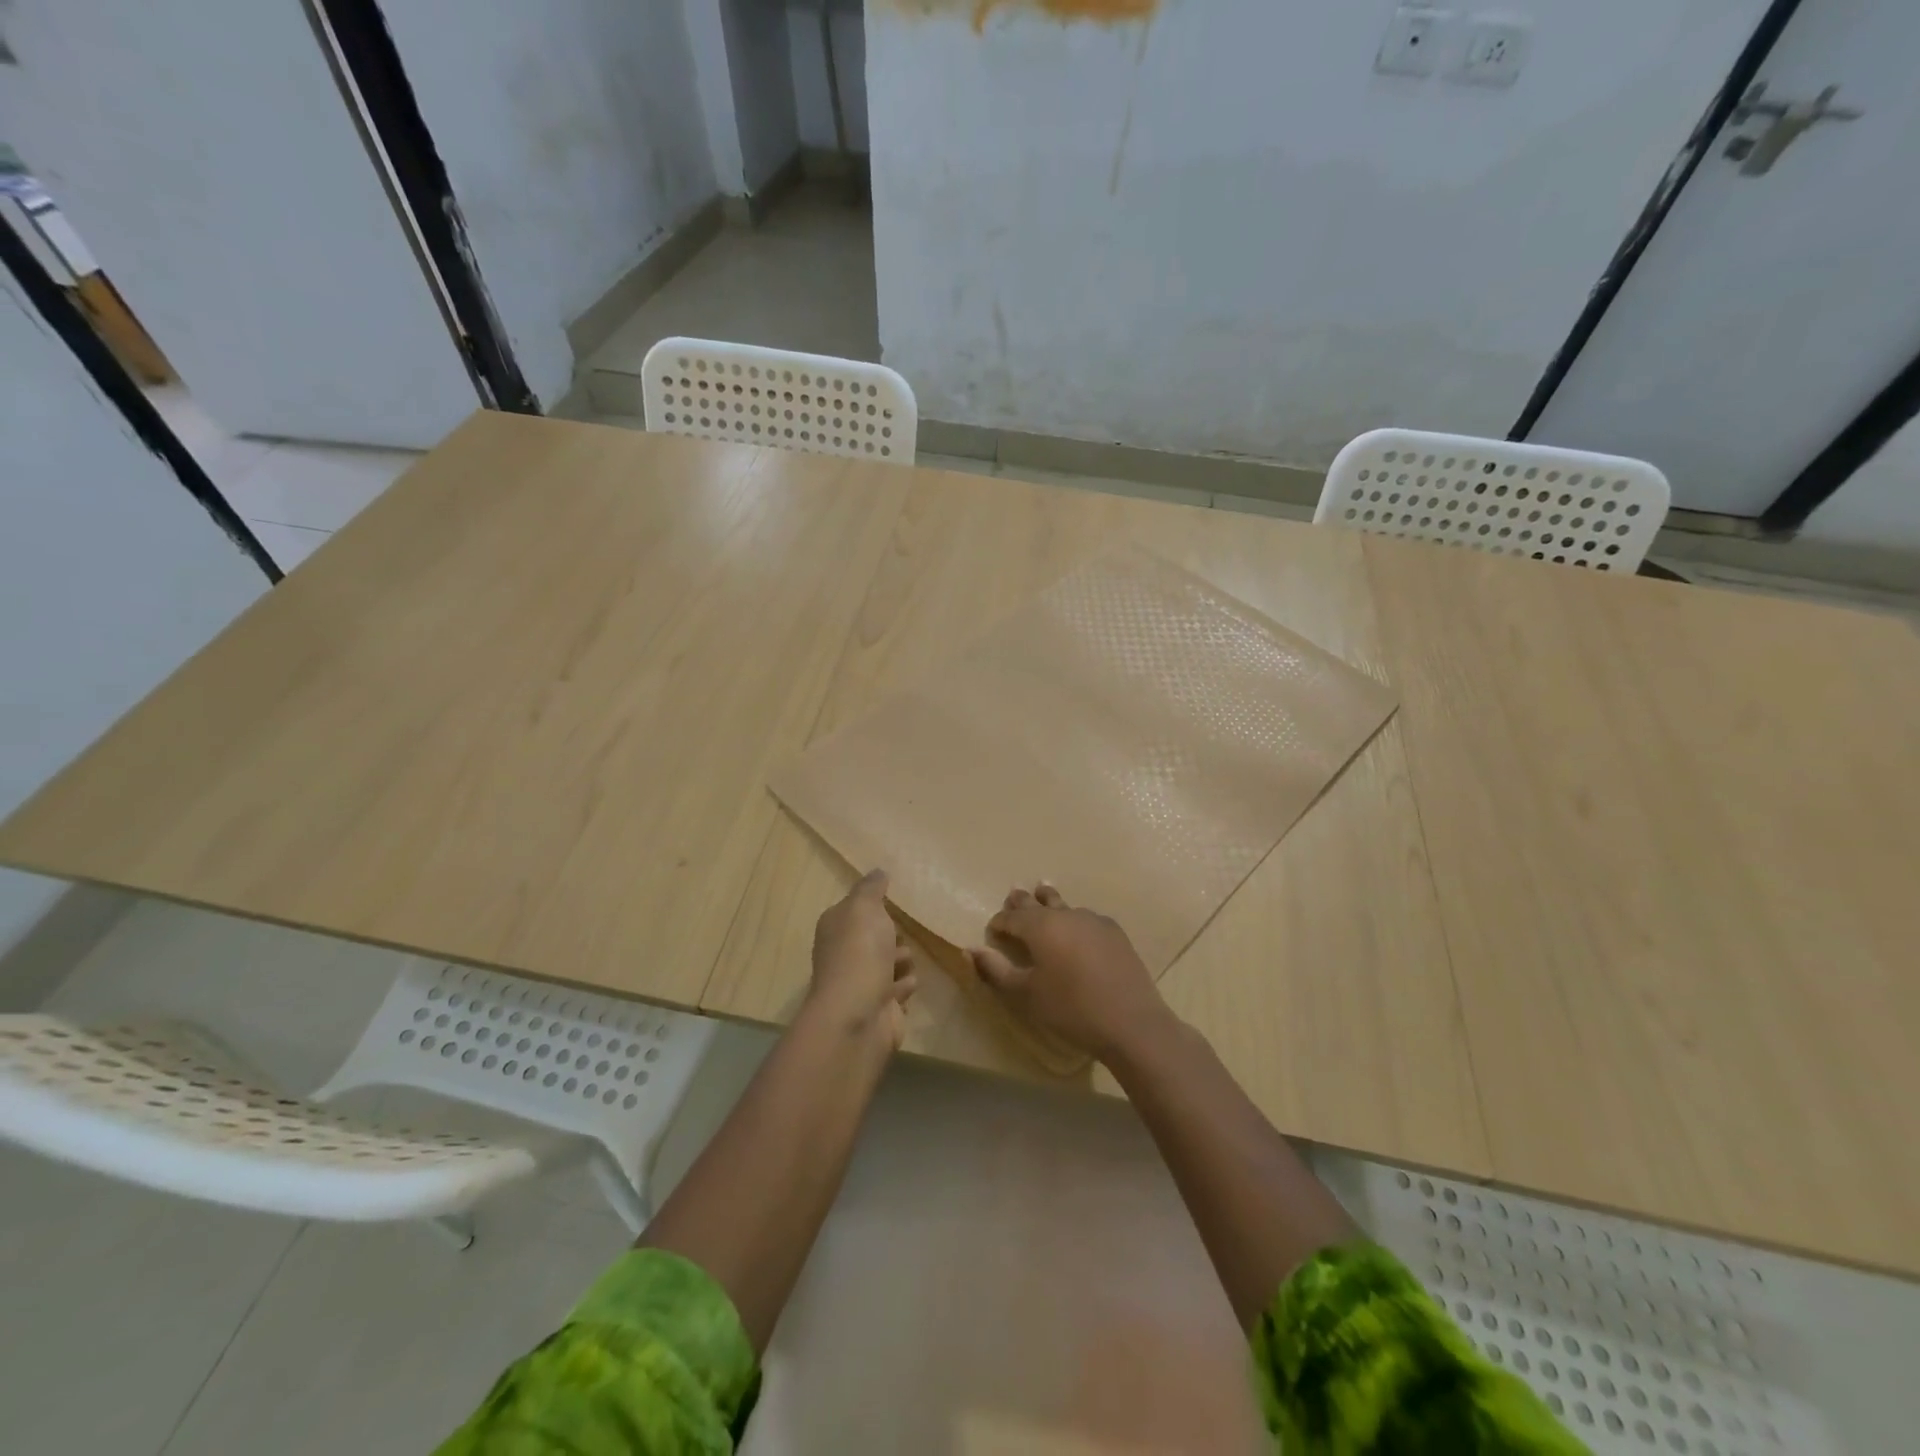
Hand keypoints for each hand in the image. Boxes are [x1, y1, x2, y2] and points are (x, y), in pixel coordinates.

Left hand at [808, 869, 916, 1049]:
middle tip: (902, 935)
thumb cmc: (860, 953)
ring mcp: (861, 983)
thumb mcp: (864, 908)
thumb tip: (878, 871)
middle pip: (873, 938)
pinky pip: (898, 989)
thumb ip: (871, 888)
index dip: (873, 907)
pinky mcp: (879, 1007)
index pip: (855, 911)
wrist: (858, 1015)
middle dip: (891, 935)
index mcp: (836, 928)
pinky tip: (908, 984)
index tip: (893, 903)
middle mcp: (844, 954)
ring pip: (888, 964)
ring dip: (901, 961)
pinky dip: (904, 985)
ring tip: (905, 962)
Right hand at [969, 884, 1175, 1063]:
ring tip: (1043, 896)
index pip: (1011, 917)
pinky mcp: (1114, 932)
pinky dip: (1074, 919)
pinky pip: (1086, 918)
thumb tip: (971, 950)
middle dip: (1022, 902)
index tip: (993, 931)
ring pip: (1064, 905)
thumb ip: (996, 969)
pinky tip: (1077, 931)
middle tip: (1013, 897)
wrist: (1131, 1022)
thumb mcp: (1026, 994)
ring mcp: (1093, 920)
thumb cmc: (1071, 1009)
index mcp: (1040, 926)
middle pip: (1037, 901)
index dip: (999, 922)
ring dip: (1049, 903)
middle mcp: (1065, 914)